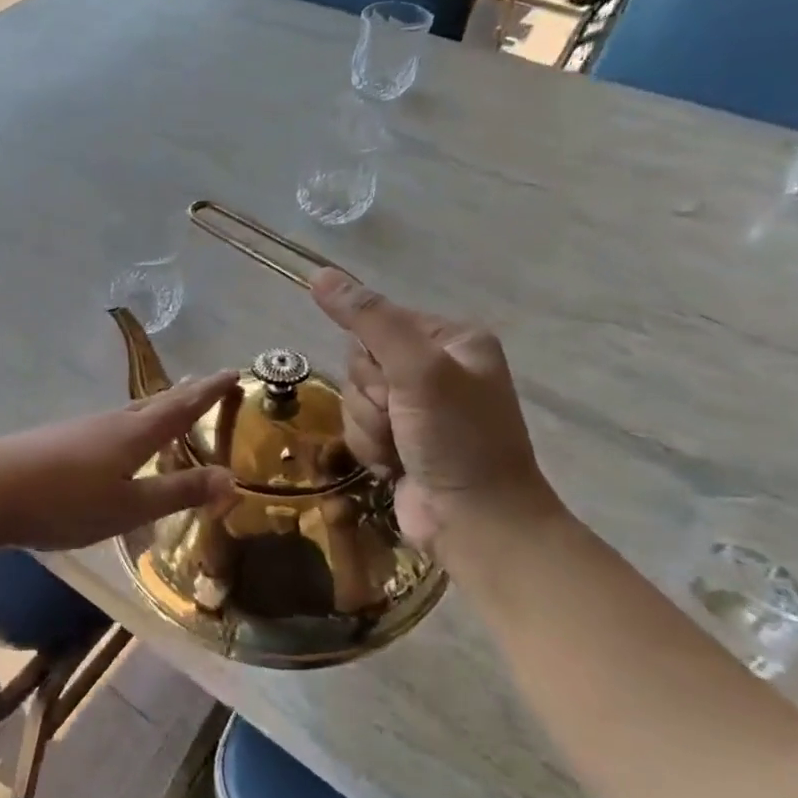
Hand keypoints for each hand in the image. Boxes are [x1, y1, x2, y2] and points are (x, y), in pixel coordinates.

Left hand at [0, 373, 238, 551]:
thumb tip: (232, 478)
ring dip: (153, 412)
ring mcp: (78, 430)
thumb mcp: (128, 506)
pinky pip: (105, 430)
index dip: (209, 391)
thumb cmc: (65, 501)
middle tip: (204, 387)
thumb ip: (177, 492)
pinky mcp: (56, 442)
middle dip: (183, 397)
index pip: (181, 408)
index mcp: (133, 434)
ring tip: (166, 414)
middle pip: (154, 405)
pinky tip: (116, 445)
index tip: (233, 372)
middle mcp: (109, 423)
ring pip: (127, 415)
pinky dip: (126, 430)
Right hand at [311, 269, 559, 553]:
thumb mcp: (417, 371)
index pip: (376, 323)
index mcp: (451, 339)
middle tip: (403, 420)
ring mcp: (417, 407)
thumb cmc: (458, 440)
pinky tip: (395, 466)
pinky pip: (357, 427)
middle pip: (360, 363)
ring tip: (402, 450)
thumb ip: (369, 320)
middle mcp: (435, 367)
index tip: (397, 385)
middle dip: (371, 398)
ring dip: (368, 427)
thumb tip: (320, 274)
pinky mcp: (400, 438)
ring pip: (354, 398)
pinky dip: (370, 448)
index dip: (374, 358)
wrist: (477, 523)